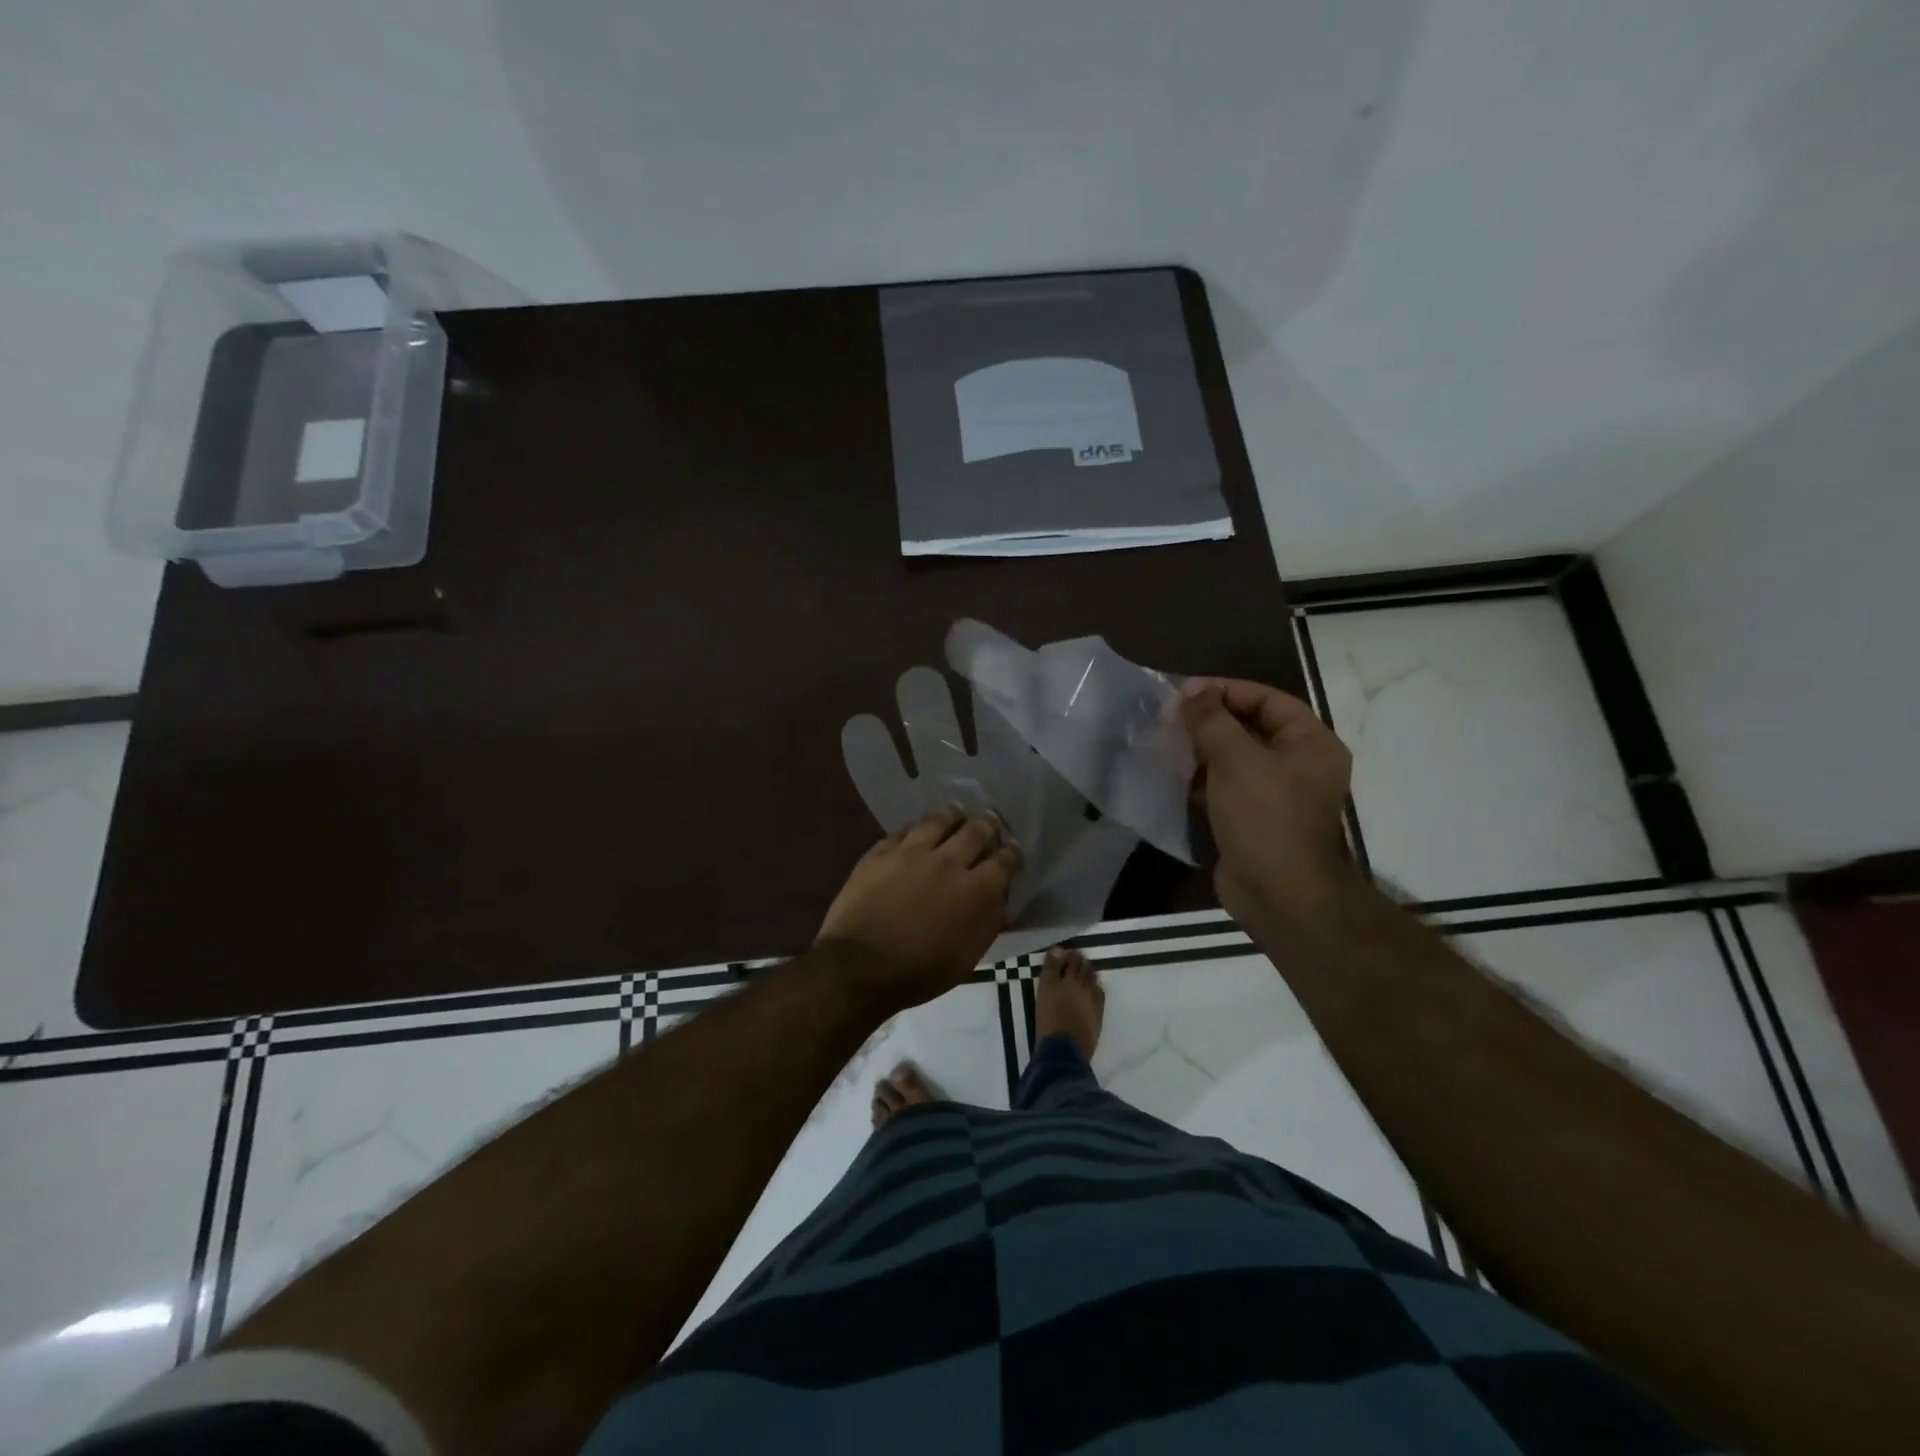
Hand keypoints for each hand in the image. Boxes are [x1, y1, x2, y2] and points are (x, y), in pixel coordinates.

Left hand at [817, 807, 1022, 1013]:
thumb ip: (988, 923)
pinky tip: (919, 827)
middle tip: (991, 821)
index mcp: (975, 890)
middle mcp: (948, 862)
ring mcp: (912, 852)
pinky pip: (904, 830)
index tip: (1014, 850)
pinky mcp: (881, 852)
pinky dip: (918, 826)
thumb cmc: (919, 972)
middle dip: (989, 825)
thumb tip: (999, 899)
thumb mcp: (967, 958)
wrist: (859, 967)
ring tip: (957, 812)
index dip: (1013, 853)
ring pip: (939, 820)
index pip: (1004, 861)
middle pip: (975, 831)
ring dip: (953, 815)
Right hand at [1178, 679, 1357, 934]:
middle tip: (1170, 718)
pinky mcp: (1254, 820)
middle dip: (1210, 721)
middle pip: (1251, 728)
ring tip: (1166, 744)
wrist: (1278, 895)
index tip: (1185, 693)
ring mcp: (1277, 795)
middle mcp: (1299, 765)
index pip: (1268, 700)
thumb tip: (1193, 691)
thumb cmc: (1264, 817)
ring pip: (1236, 759)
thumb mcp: (1235, 759)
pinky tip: (1174, 777)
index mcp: (1310, 743)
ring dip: (1202, 750)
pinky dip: (1203, 780)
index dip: (1227, 691)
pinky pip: (1227, 788)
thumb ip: (1212, 720)